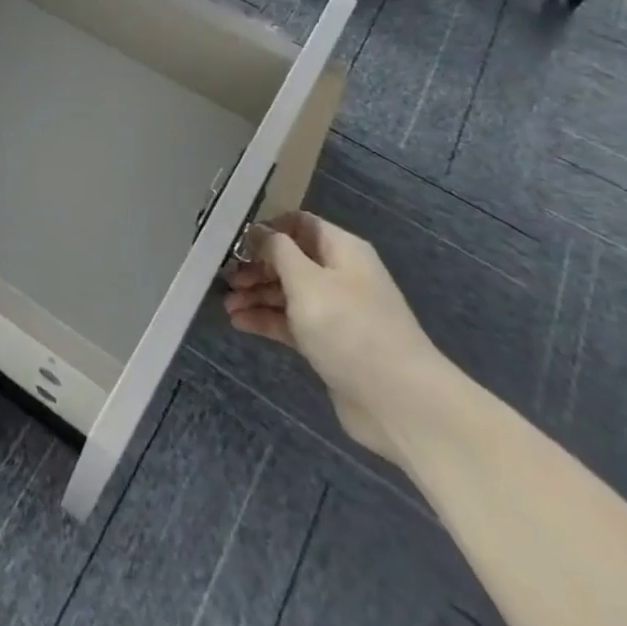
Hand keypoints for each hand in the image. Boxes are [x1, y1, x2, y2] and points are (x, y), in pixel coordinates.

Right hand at [223, 212, 442, 462]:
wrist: (399, 401)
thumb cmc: (349, 328)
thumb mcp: (307, 281)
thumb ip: (278, 251)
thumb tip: (259, 231)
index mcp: (341, 250)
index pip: (300, 224)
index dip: (267, 228)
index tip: (235, 241)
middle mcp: (340, 275)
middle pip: (291, 259)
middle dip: (257, 266)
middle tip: (227, 278)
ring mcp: (336, 312)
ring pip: (289, 293)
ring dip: (258, 295)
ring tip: (227, 304)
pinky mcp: (330, 344)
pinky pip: (292, 323)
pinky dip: (268, 320)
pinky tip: (239, 323)